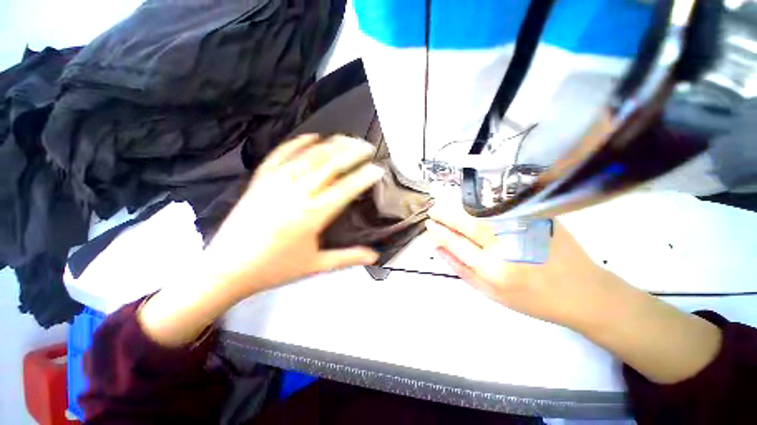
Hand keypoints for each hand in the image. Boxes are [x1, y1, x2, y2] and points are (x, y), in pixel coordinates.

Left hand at [139, 134, 383, 346]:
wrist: (226, 269)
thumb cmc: (275, 268)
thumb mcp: (316, 266)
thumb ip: (348, 258)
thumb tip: (375, 256)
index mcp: (313, 215)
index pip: (346, 188)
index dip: (364, 176)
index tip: (378, 168)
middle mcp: (297, 193)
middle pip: (329, 165)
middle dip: (352, 153)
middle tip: (367, 146)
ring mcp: (276, 183)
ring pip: (309, 156)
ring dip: (331, 145)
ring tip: (347, 138)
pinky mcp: (260, 180)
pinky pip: (280, 155)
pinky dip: (297, 143)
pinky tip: (311, 136)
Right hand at [426, 205, 721, 383]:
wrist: (584, 293)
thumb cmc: (534, 300)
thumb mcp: (492, 294)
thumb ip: (462, 270)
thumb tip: (439, 249)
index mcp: (494, 269)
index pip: (457, 243)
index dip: (440, 231)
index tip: (429, 224)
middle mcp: (507, 245)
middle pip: (467, 223)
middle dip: (445, 215)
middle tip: (433, 210)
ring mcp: (525, 228)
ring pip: (483, 213)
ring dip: (461, 209)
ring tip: (448, 210)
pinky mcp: (539, 219)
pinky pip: (503, 209)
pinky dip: (483, 207)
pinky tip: (473, 207)